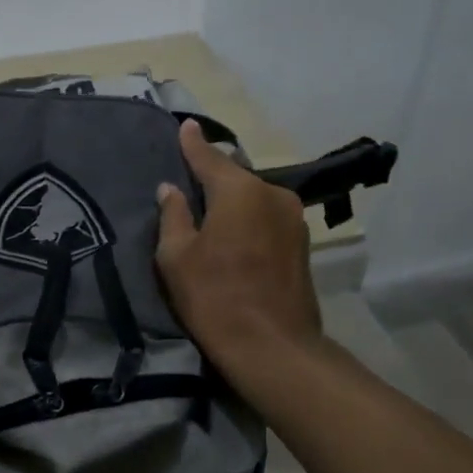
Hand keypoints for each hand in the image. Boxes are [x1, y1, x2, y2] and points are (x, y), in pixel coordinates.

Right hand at [156, 119, 321, 382]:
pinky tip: (235, 232)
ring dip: (233, 199)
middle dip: (213, 175)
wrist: (273, 347)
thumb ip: (173, 215)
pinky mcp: (302, 244)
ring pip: (254, 197)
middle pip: (235, 176)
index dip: (193, 143)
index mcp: (239, 191)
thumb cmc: (215, 298)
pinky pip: (267, 217)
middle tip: (191, 177)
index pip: (209, 157)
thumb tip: (171, 189)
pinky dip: (249, 217)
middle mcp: (272, 194)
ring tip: (211, 208)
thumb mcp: (177, 257)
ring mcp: (293, 219)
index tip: (185, 125)